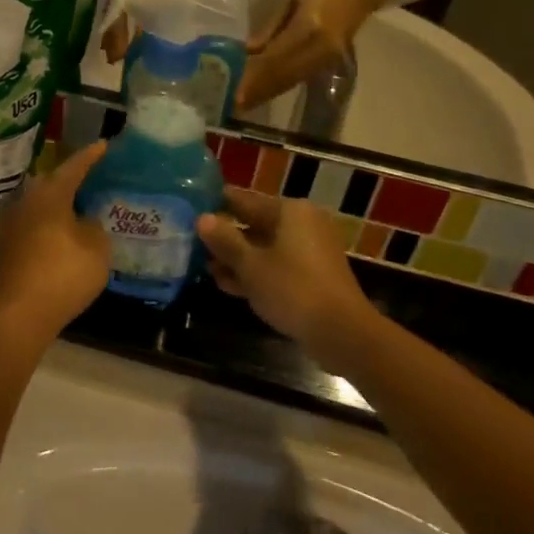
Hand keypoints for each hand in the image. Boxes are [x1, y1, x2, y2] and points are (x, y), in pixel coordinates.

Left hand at [0, 141, 110, 343]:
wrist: (19, 314)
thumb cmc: (63, 275)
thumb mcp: (97, 249)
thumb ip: (95, 227)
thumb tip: (86, 220)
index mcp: (50, 195)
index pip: (74, 167)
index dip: (90, 156)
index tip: (103, 145)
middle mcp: (28, 201)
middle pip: (51, 182)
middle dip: (70, 177)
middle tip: (91, 176)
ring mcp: (14, 224)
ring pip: (40, 203)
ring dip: (58, 201)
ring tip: (78, 204)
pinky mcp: (8, 246)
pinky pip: (33, 222)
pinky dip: (49, 222)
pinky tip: (61, 231)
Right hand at [197, 190, 378, 370]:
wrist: (342, 333)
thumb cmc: (293, 289)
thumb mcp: (251, 265)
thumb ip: (225, 240)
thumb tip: (202, 218)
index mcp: (290, 211)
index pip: (244, 200)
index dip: (217, 206)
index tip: (191, 210)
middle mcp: (303, 223)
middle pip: (255, 224)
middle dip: (226, 238)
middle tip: (194, 246)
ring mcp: (311, 250)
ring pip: (266, 248)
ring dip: (239, 259)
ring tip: (207, 270)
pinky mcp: (314, 275)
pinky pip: (279, 266)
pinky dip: (257, 273)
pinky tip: (230, 286)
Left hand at [236, 0, 374, 108]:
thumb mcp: (292, 0)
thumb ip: (271, 27)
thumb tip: (248, 51)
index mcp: (308, 28)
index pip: (275, 58)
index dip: (255, 76)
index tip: (235, 90)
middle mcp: (319, 48)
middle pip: (283, 75)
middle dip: (258, 91)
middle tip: (234, 104)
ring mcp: (326, 59)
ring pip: (291, 81)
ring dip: (267, 93)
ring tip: (244, 103)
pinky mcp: (330, 64)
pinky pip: (300, 79)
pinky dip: (280, 87)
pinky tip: (265, 93)